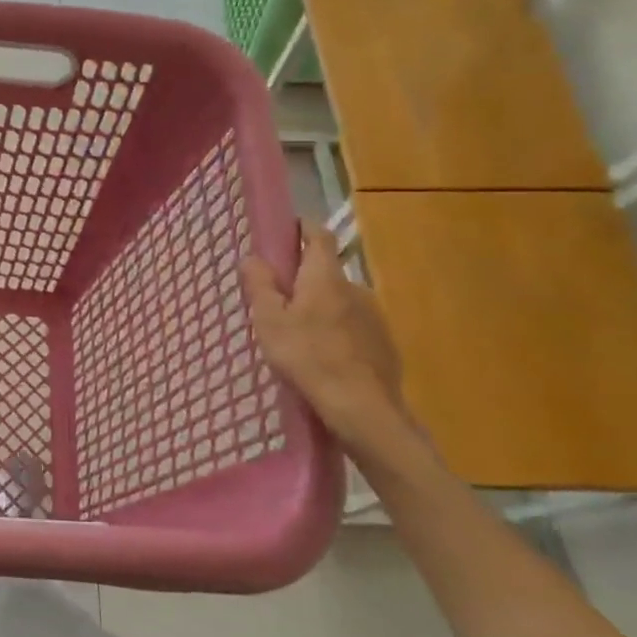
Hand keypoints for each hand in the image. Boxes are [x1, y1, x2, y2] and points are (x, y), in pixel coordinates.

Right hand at [240, 221, 408, 453]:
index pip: (318, 235)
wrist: (362, 408)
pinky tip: (323, 358)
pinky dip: (336, 333)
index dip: (301, 229)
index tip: (283, 236)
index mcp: (325, 277)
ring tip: (298, 337)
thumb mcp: (269, 321)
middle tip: (277, 302)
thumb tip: (252, 257)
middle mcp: (355, 287)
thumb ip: (260, 286)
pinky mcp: (383, 343)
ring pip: (339, 301)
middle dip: (303, 280)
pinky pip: (353, 327)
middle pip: (325, 272)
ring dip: (320, 309)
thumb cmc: (307, 357)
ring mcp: (373, 316)